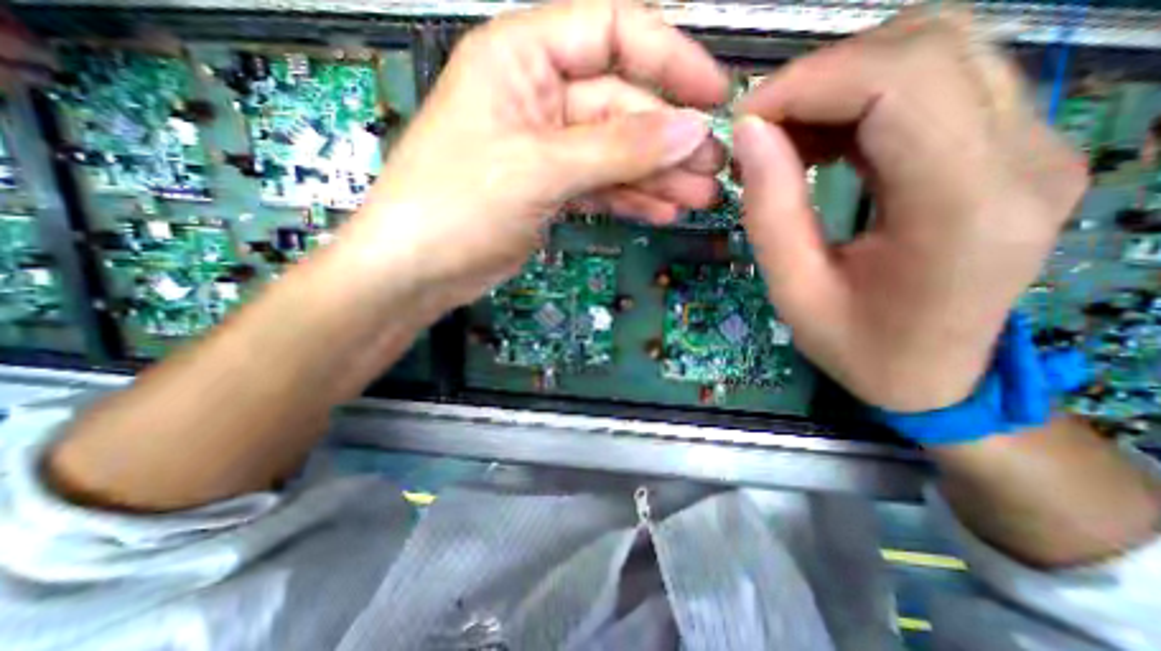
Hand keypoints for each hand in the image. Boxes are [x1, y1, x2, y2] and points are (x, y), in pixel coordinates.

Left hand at [341, 1, 726, 308]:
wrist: (420, 269)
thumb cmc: (457, 205)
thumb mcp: (538, 168)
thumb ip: (615, 148)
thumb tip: (687, 130)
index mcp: (523, 60)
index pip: (613, 34)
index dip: (670, 61)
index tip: (714, 97)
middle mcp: (539, 99)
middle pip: (622, 108)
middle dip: (670, 139)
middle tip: (713, 168)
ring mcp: (547, 151)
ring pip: (616, 155)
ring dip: (658, 176)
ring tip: (698, 197)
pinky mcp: (550, 191)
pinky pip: (601, 187)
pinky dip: (631, 198)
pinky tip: (661, 211)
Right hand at [735, 8, 1090, 409]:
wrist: (936, 376)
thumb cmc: (860, 348)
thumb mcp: (795, 293)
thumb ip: (770, 212)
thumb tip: (748, 135)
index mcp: (964, 208)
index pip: (900, 81)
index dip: (808, 83)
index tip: (744, 121)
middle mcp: (1023, 156)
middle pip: (927, 45)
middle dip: (818, 76)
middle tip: (758, 130)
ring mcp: (1031, 143)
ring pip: (935, 51)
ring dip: (838, 84)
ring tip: (782, 139)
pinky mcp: (1011, 146)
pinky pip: (934, 84)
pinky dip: (859, 99)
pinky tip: (818, 142)